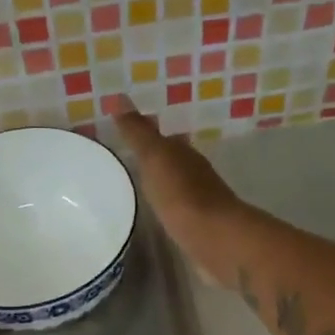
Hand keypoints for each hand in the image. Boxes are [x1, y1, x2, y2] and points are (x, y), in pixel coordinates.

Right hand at [111, 101, 245, 287]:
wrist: (213, 237)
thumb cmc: (181, 194)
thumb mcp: (155, 157)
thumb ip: (138, 132)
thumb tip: (120, 98)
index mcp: (184, 154)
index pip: (165, 140)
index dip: (147, 138)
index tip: (127, 139)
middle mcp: (196, 175)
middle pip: (173, 164)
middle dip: (155, 163)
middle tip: (130, 165)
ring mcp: (201, 203)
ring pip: (177, 188)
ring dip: (163, 187)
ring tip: (140, 192)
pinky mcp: (201, 228)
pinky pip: (180, 213)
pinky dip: (170, 210)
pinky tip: (159, 217)